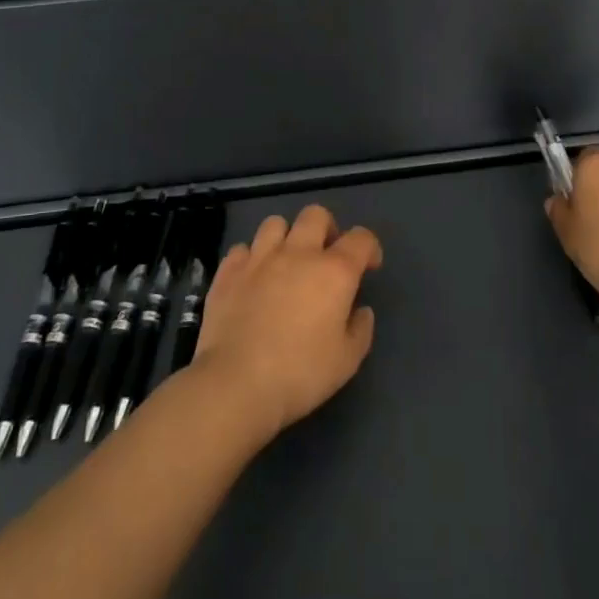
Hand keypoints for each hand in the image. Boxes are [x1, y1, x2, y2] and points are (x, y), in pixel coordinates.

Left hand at [193, 204, 381, 440]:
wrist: (236, 383)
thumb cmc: (300, 373)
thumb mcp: (347, 361)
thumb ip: (360, 329)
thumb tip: (360, 310)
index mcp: (334, 271)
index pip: (361, 238)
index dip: (369, 247)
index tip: (369, 267)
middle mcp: (298, 253)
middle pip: (315, 215)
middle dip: (326, 229)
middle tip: (325, 256)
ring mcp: (259, 258)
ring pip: (275, 223)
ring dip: (286, 237)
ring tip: (285, 262)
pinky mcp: (228, 271)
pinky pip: (242, 248)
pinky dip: (251, 258)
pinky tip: (252, 279)